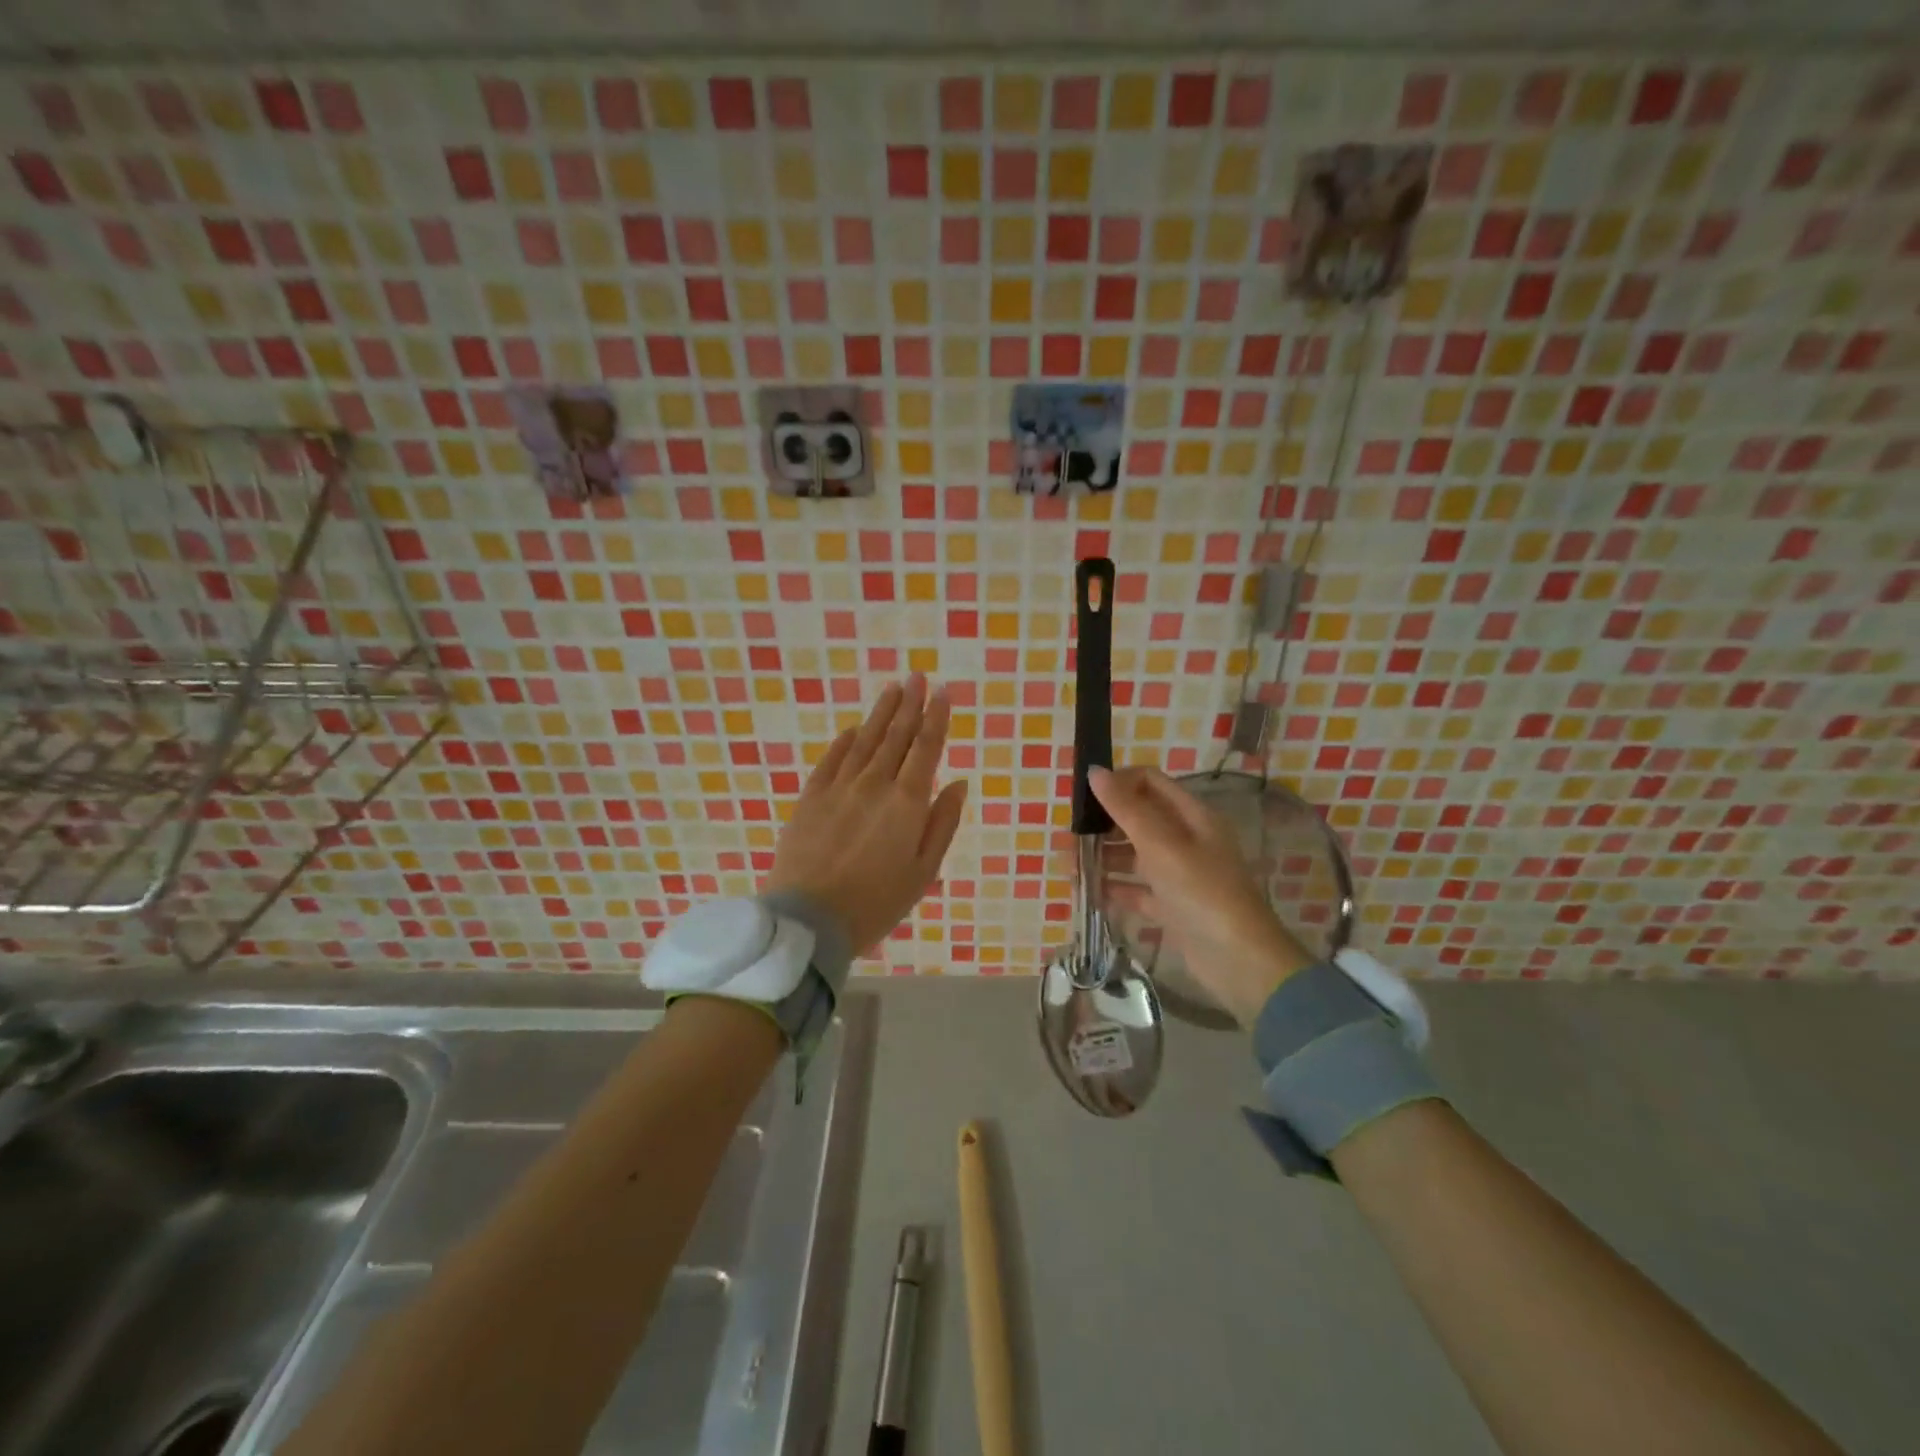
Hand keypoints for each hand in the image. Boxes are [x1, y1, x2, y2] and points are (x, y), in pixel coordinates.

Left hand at [766, 675, 968, 958]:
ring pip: (865, 740)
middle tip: (917, 677)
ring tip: (892, 688)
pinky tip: (854, 729)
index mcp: (907, 803)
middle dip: (909, 704)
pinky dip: (846, 740)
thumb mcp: (924, 872)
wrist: (810, 919)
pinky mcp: (811, 796)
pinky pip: (832, 758)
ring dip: (881, 712)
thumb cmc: (877, 902)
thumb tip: (959, 783)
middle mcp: (875, 784)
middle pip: (896, 735)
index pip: (926, 748)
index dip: (936, 718)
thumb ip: (943, 824)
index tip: (942, 692)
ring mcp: (839, 787)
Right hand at [1089, 765, 1314, 1025]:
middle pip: (1139, 818)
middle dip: (1103, 825)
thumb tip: (1095, 771)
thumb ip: (1126, 809)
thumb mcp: (1162, 845)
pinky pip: (1137, 889)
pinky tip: (1090, 894)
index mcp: (1192, 816)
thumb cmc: (1202, 893)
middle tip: (1071, 839)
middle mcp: (1187, 840)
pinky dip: (1115, 889)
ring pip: (1134, 855)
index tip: (1082, 797)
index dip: (1117, 783)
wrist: (1239, 962)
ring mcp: (1180, 874)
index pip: (1150, 782)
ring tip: (1071, 869)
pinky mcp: (1173, 906)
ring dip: (1104, 857)